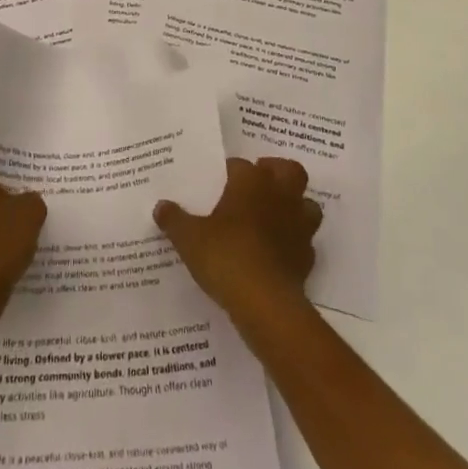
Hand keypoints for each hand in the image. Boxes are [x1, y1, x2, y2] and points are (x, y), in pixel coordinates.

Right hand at [155, 156, 322, 322]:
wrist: (264, 303)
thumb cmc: (225, 256)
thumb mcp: (189, 238)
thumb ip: (175, 219)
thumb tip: (160, 206)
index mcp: (251, 181)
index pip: (241, 165)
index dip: (229, 172)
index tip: (217, 183)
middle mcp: (280, 195)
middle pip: (289, 170)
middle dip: (277, 172)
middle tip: (258, 184)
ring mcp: (298, 226)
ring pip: (307, 203)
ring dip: (294, 206)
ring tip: (272, 216)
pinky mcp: (307, 257)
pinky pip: (305, 241)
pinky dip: (294, 243)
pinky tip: (277, 253)